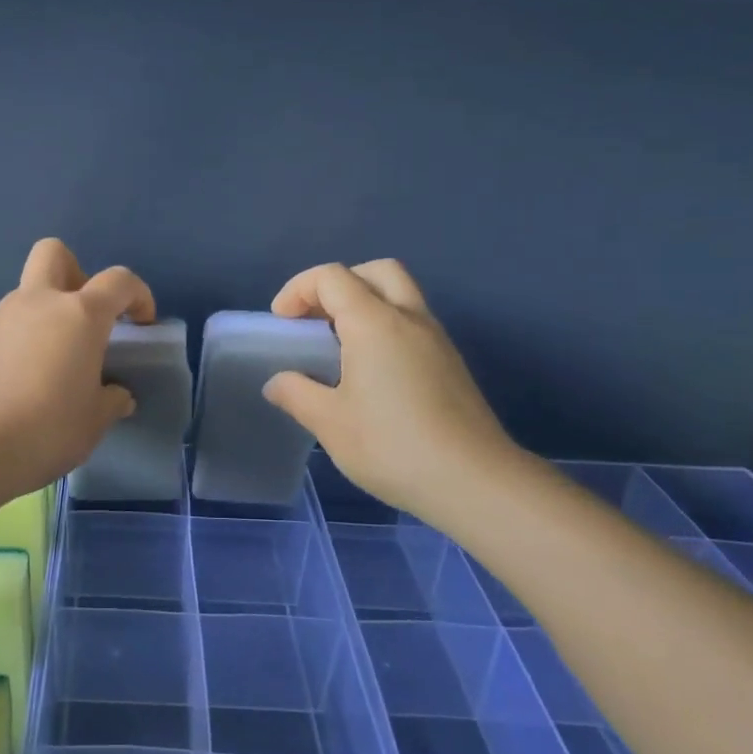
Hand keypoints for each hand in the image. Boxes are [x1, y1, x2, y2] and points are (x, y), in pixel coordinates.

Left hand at [0, 238, 155, 496]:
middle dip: (76, 274)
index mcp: (79, 315)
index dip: (138, 295)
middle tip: (85, 319)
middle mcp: (37, 303)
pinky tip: (19, 385)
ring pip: (27, 295)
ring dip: (45, 317)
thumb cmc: (43, 430)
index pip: (119, 281)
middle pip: (55, 254)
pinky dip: (19, 343)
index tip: (141, 325)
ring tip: (52, 368)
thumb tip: (115, 394)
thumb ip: (110, 401)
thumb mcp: (92, 424)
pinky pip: (5, 328)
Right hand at [261, 260, 523, 517]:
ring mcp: (436, 340)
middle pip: (376, 271)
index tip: (283, 324)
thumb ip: (297, 394)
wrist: (475, 482)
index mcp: (374, 322)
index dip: (299, 289)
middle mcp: (409, 318)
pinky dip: (386, 328)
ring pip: (400, 295)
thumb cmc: (392, 446)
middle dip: (339, 285)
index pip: (332, 277)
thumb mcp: (330, 423)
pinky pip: (413, 324)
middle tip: (317, 320)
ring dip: (366, 304)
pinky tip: (372, 373)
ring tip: (340, 348)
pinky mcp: (451, 364)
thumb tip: (278, 382)